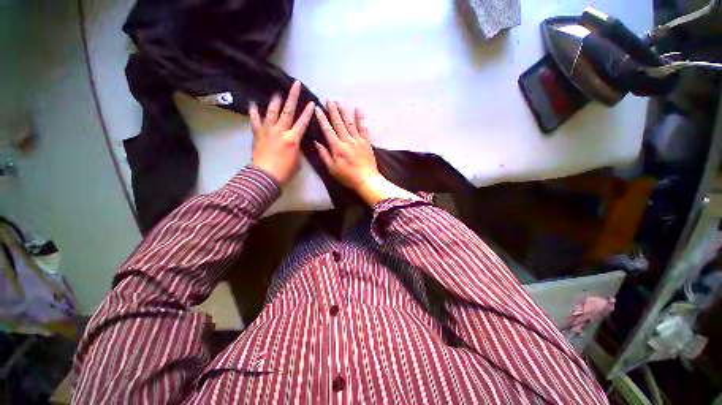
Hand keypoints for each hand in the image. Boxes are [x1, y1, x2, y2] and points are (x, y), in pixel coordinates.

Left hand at [250, 81, 313, 184]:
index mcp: (293, 139)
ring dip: (275, 101)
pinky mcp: (258, 134)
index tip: (311, 102)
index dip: (307, 112)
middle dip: (292, 97)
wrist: (266, 176)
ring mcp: (268, 131)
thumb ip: (297, 147)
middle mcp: (281, 131)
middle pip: (288, 111)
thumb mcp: (298, 159)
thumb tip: (295, 141)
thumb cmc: (285, 171)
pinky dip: (254, 112)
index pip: (302, 122)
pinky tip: (253, 104)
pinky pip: (255, 120)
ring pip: (272, 112)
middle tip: (295, 84)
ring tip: (278, 92)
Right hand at [314, 100, 420, 205]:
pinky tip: (358, 109)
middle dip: (333, 110)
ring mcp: (358, 140)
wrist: (366, 180)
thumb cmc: (347, 176)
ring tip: (340, 101)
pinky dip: (361, 118)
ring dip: (344, 111)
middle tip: (328, 99)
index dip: (322, 119)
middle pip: (338, 123)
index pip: (328, 130)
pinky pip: (363, 128)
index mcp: (337, 148)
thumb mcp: (332, 169)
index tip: (317, 108)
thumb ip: (324, 155)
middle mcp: (347, 141)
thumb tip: (316, 142)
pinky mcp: (367, 142)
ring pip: (350, 123)